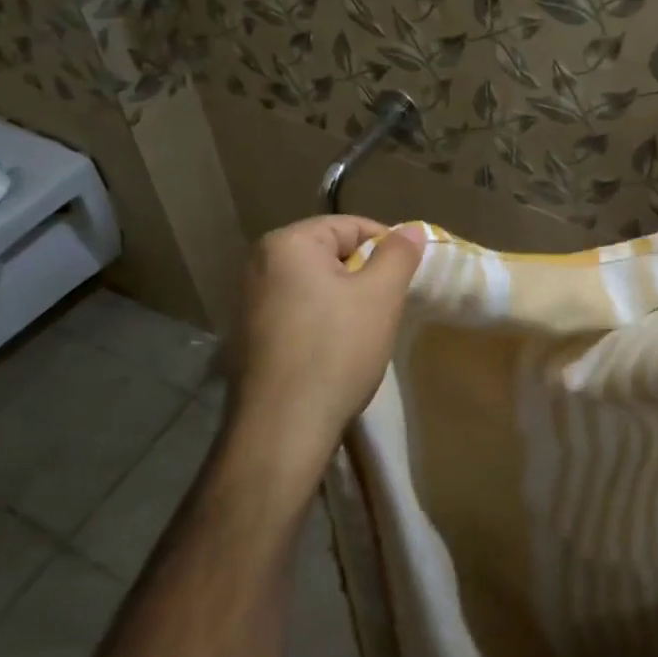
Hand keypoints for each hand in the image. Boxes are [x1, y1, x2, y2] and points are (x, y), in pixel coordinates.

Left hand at [231, 216, 425, 479]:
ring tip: (366, 331)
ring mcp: (247, 302)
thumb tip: (410, 229)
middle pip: (330, 254)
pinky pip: (296, 312)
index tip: (407, 278)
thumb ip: (398, 254)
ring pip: (314, 285)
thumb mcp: (380, 296)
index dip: (387, 247)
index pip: (350, 226)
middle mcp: (259, 264)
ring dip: (344, 300)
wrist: (280, 430)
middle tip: (389, 306)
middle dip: (364, 275)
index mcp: (287, 243)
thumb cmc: (335, 351)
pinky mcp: (247, 337)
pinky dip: (321, 322)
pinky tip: (336, 352)